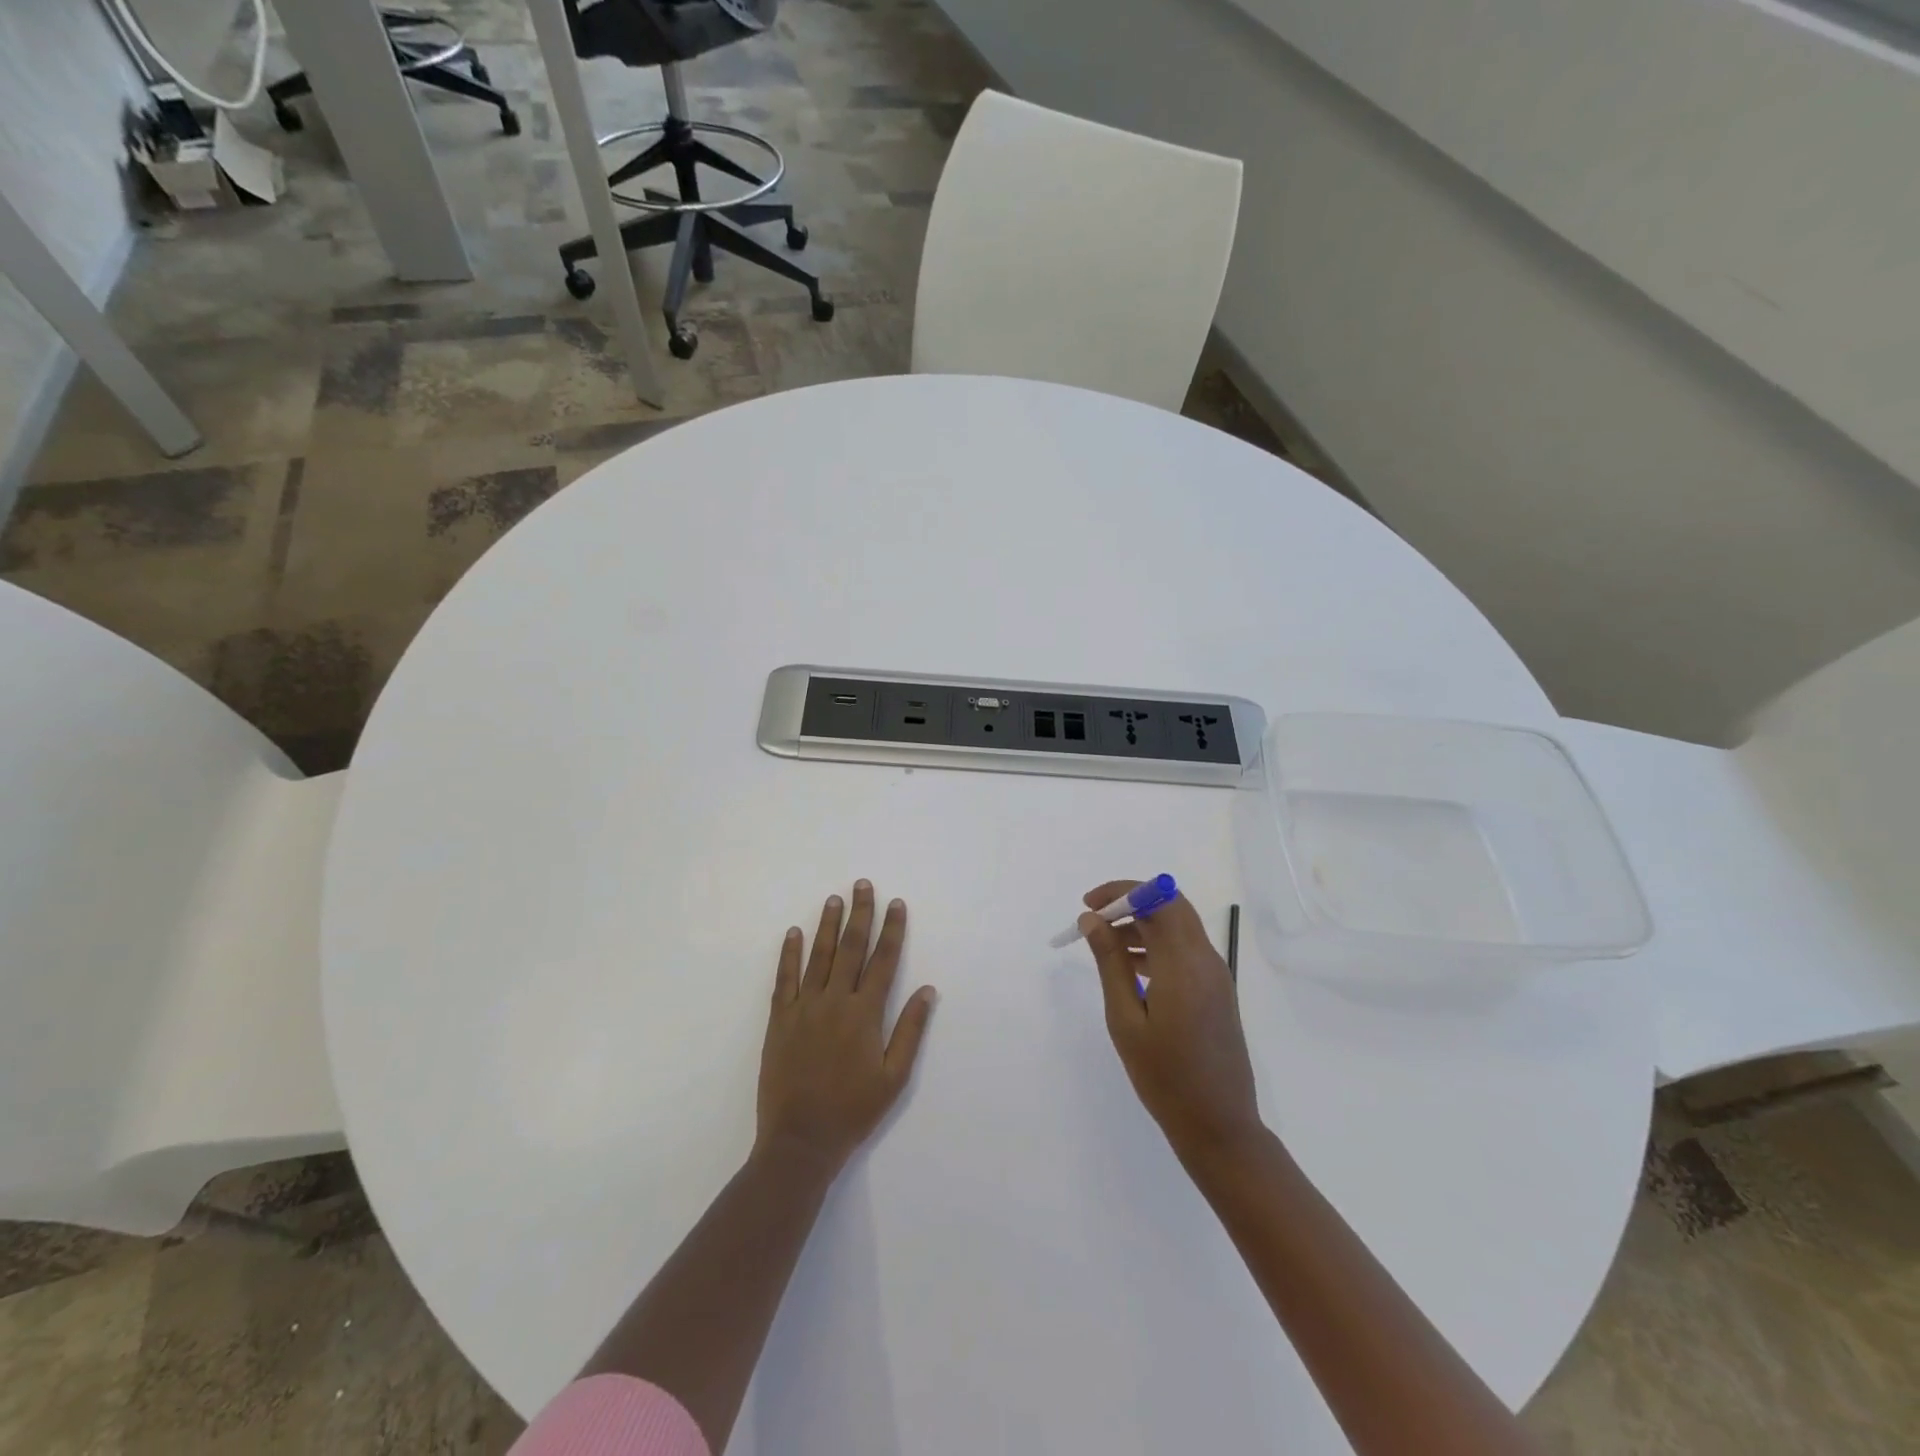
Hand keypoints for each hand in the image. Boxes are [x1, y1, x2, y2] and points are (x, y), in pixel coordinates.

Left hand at [756, 881, 936, 1173]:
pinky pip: (785, 979)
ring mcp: (804, 1008)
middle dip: (859, 914)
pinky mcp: (780, 1020)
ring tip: (833, 899)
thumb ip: (910, 1030)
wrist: (801, 1140)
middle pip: (850, 948)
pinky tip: (794, 933)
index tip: (896, 903)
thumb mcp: (894, 1077)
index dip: (892, 930)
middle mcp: (835, 1002)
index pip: (883, 961)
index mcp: (865, 1014)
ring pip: (818, 956)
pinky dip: (789, 954)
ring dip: (827, 925)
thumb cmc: (853, 1111)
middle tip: (862, 884)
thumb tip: (927, 990)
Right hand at [1081, 880, 1261, 1165]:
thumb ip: (1110, 963)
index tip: (1089, 905)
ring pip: (1178, 926)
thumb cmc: (1164, 1076)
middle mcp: (1205, 959)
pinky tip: (1130, 967)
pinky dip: (1157, 944)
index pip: (1157, 898)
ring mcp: (1215, 974)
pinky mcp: (1217, 989)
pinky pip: (1185, 948)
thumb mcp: (1125, 1019)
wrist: (1219, 1125)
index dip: (1122, 890)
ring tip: (1104, 946)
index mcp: (1183, 963)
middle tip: (1094, 920)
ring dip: (1142, 923)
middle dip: (1130, 903)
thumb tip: (1092, 920)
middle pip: (1170, 905)